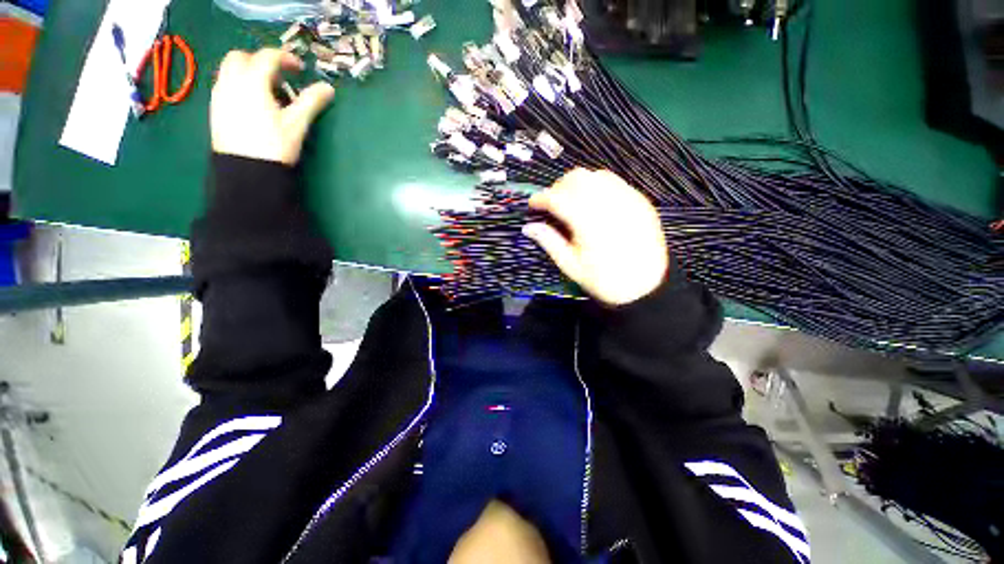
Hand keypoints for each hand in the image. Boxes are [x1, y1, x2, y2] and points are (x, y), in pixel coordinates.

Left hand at [211, 48, 334, 164]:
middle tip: (278, 77)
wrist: (247, 171)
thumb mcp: (297, 124)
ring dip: (248, 72)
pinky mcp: (215, 109)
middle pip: (240, 57)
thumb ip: (311, 102)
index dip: (284, 58)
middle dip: (260, 61)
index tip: (298, 69)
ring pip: (229, 70)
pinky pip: (225, 85)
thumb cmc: (274, 146)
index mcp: (252, 82)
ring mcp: (220, 95)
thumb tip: (328, 88)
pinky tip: (252, 104)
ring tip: (266, 93)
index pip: (267, 57)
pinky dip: (239, 85)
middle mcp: (231, 82)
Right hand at [523, 169, 668, 305]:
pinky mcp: (640, 201)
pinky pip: (614, 182)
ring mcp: (628, 199)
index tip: (532, 205)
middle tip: (551, 205)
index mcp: (589, 223)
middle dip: (558, 187)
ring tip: (571, 202)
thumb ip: (549, 242)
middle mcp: (609, 204)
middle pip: (577, 178)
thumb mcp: (571, 266)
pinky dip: (597, 186)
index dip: (541, 198)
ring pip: (595, 175)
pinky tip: (594, 203)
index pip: (558, 198)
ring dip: (577, 184)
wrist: (647, 287)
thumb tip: (528, 227)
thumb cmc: (604, 280)